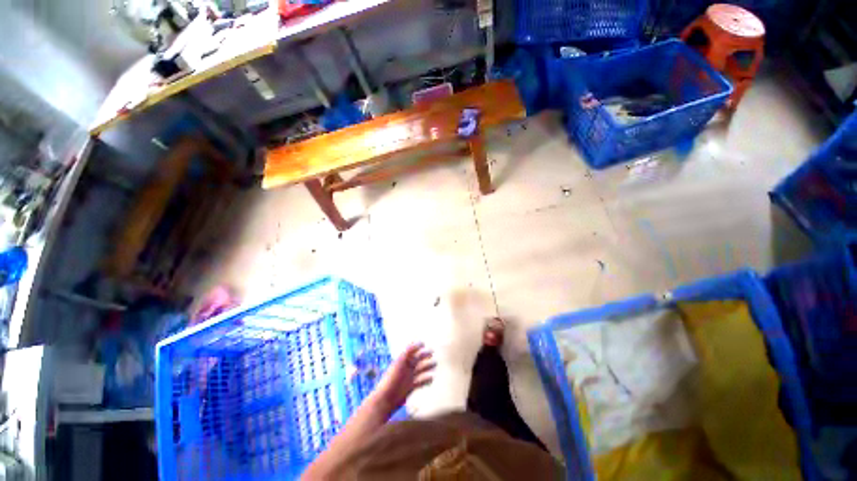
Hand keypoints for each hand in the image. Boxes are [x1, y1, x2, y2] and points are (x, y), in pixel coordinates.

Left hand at [372, 343, 435, 413]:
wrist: (386, 399)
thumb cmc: (391, 379)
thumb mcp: (398, 363)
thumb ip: (406, 354)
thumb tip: (415, 344)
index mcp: (401, 361)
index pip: (410, 351)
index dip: (416, 346)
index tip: (423, 343)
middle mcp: (406, 368)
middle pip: (417, 359)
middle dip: (424, 355)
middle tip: (432, 352)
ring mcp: (409, 377)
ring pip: (421, 370)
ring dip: (427, 366)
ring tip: (435, 364)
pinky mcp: (411, 387)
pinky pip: (421, 382)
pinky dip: (426, 380)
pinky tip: (432, 378)